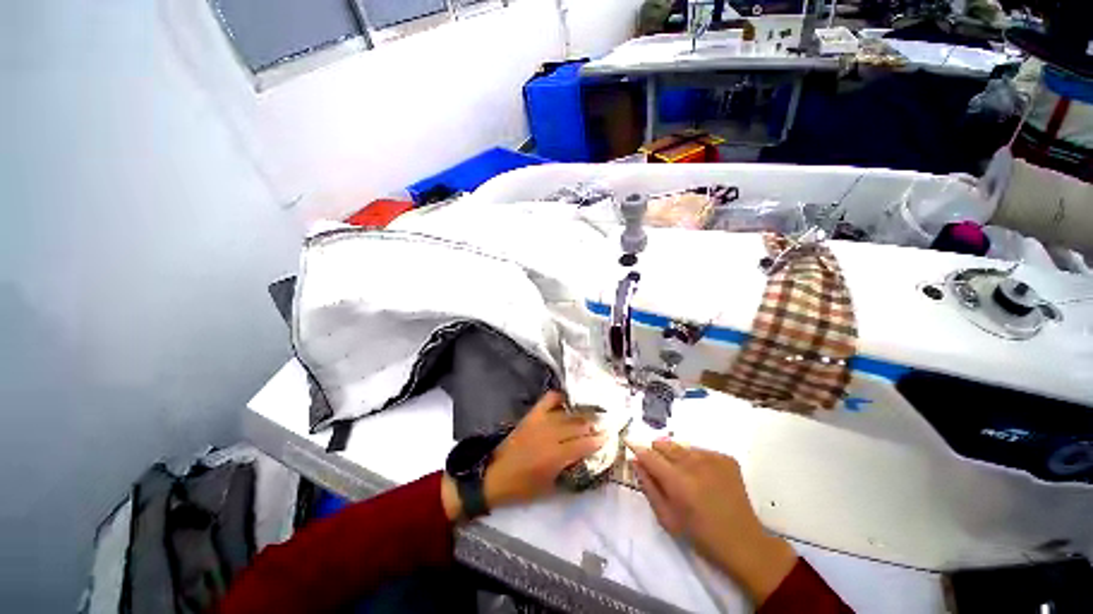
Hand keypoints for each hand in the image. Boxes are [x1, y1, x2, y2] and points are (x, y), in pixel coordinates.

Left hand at [483, 391, 606, 509]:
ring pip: (568, 414)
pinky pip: (549, 400)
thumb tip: (584, 462)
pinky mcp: (532, 415)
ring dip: (582, 413)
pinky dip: (560, 397)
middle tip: (605, 424)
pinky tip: (568, 400)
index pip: (583, 444)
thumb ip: (569, 473)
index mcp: (556, 456)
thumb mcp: (550, 489)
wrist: (494, 475)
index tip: (609, 437)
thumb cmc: (522, 488)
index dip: (598, 440)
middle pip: (578, 426)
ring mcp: (541, 422)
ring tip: (593, 413)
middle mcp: (551, 435)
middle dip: (594, 425)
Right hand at [630, 439, 797, 604]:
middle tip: (661, 470)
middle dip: (657, 453)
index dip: (637, 448)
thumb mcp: (667, 518)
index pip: (649, 455)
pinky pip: (700, 450)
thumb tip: (635, 461)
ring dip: (676, 456)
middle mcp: (695, 464)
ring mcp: (713, 459)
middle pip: (664, 444)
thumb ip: (648, 486)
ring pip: (681, 446)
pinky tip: (702, 477)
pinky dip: (695, 459)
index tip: (629, 443)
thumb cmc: (700, 536)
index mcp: (678, 482)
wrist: (743, 543)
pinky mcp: (726, 458)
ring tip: (684, 476)